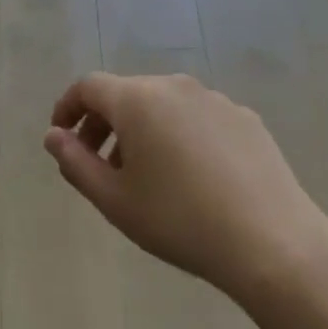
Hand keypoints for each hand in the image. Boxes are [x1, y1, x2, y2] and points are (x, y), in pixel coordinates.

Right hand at [44, 73, 327, 300]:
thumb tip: (55, 136)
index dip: (67, 108)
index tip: (62, 138)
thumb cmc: (179, 220)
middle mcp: (176, 87)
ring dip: (141, 131)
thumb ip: (75, 163)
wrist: (272, 242)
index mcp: (138, 100)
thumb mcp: (114, 200)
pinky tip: (190, 178)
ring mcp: (216, 100)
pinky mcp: (246, 119)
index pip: (88, 86)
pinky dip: (178, 135)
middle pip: (126, 93)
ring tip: (143, 176)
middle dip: (103, 123)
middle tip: (97, 165)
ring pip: (163, 105)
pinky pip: (196, 117)